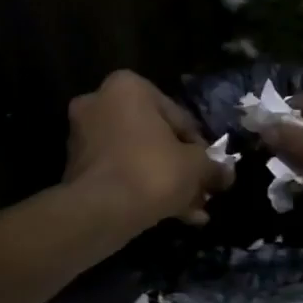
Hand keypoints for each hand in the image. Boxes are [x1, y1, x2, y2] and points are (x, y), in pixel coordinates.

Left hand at [63, 70, 233, 231]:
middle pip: (155, 138)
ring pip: (138, 158)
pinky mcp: (76, 169)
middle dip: (180, 167)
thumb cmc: (152, 172)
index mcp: (128, 88)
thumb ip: (213, 165)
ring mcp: (83, 137)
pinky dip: (142, 190)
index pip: (178, 116)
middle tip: (201, 190)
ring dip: (165, 182)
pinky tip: (170, 215)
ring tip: (191, 210)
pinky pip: (120, 174)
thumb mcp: (196, 166)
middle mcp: (99, 103)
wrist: (100, 212)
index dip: (200, 146)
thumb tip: (227, 173)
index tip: (211, 169)